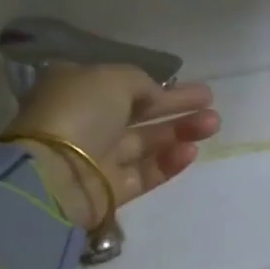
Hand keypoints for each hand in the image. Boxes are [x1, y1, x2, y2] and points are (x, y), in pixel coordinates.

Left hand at [5, 64, 219, 230]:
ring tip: (213, 124)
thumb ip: (139, 82)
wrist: (56, 174)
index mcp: (79, 91)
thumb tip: (154, 94)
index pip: (123, 87)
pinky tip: (192, 151)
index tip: (188, 86)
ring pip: (146, 144)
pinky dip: (169, 162)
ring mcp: (100, 159)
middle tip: (211, 103)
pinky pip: (145, 173)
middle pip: (140, 115)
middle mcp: (88, 123)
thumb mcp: (111, 78)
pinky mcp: (112, 190)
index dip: (157, 86)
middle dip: (176, 108)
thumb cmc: (79, 113)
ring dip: (180, 132)